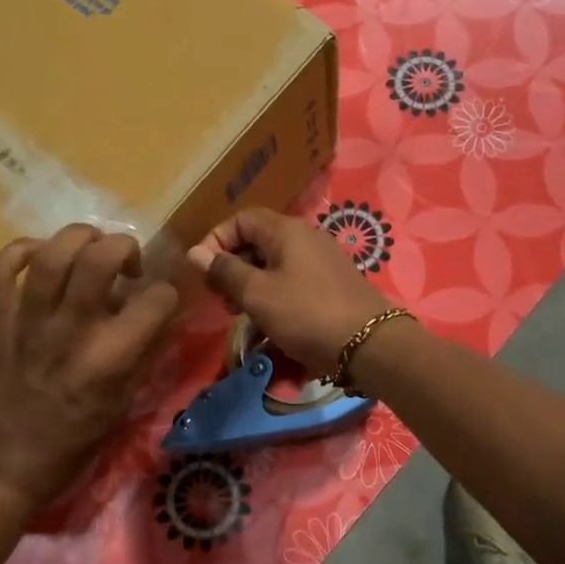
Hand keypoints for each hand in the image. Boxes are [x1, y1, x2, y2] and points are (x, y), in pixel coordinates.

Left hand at [0, 225, 177, 524]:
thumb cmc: (66, 449)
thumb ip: (143, 359)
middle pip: (99, 258)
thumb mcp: (119, 410)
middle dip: (122, 246)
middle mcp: (70, 334)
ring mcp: (24, 326)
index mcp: (109, 361)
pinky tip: (36, 257)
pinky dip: (18, 251)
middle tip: (123, 262)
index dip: (166, 292)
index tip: (158, 299)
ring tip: (86, 246)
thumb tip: (163, 319)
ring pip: (49, 256)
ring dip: (75, 238)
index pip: (155, 300)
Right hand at [186, 207, 392, 375]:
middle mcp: (306, 237)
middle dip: (233, 267)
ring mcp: (322, 261)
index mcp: (286, 230)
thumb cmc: (306, 314)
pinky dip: (274, 296)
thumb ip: (225, 271)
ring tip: (241, 315)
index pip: (241, 219)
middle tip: (221, 299)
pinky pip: (293, 281)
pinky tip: (270, 323)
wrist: (369, 344)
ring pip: (274, 264)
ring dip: (251, 285)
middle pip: (257, 241)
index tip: (204, 272)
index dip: (216, 240)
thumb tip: (195, 253)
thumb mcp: (257, 294)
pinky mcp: (332, 284)